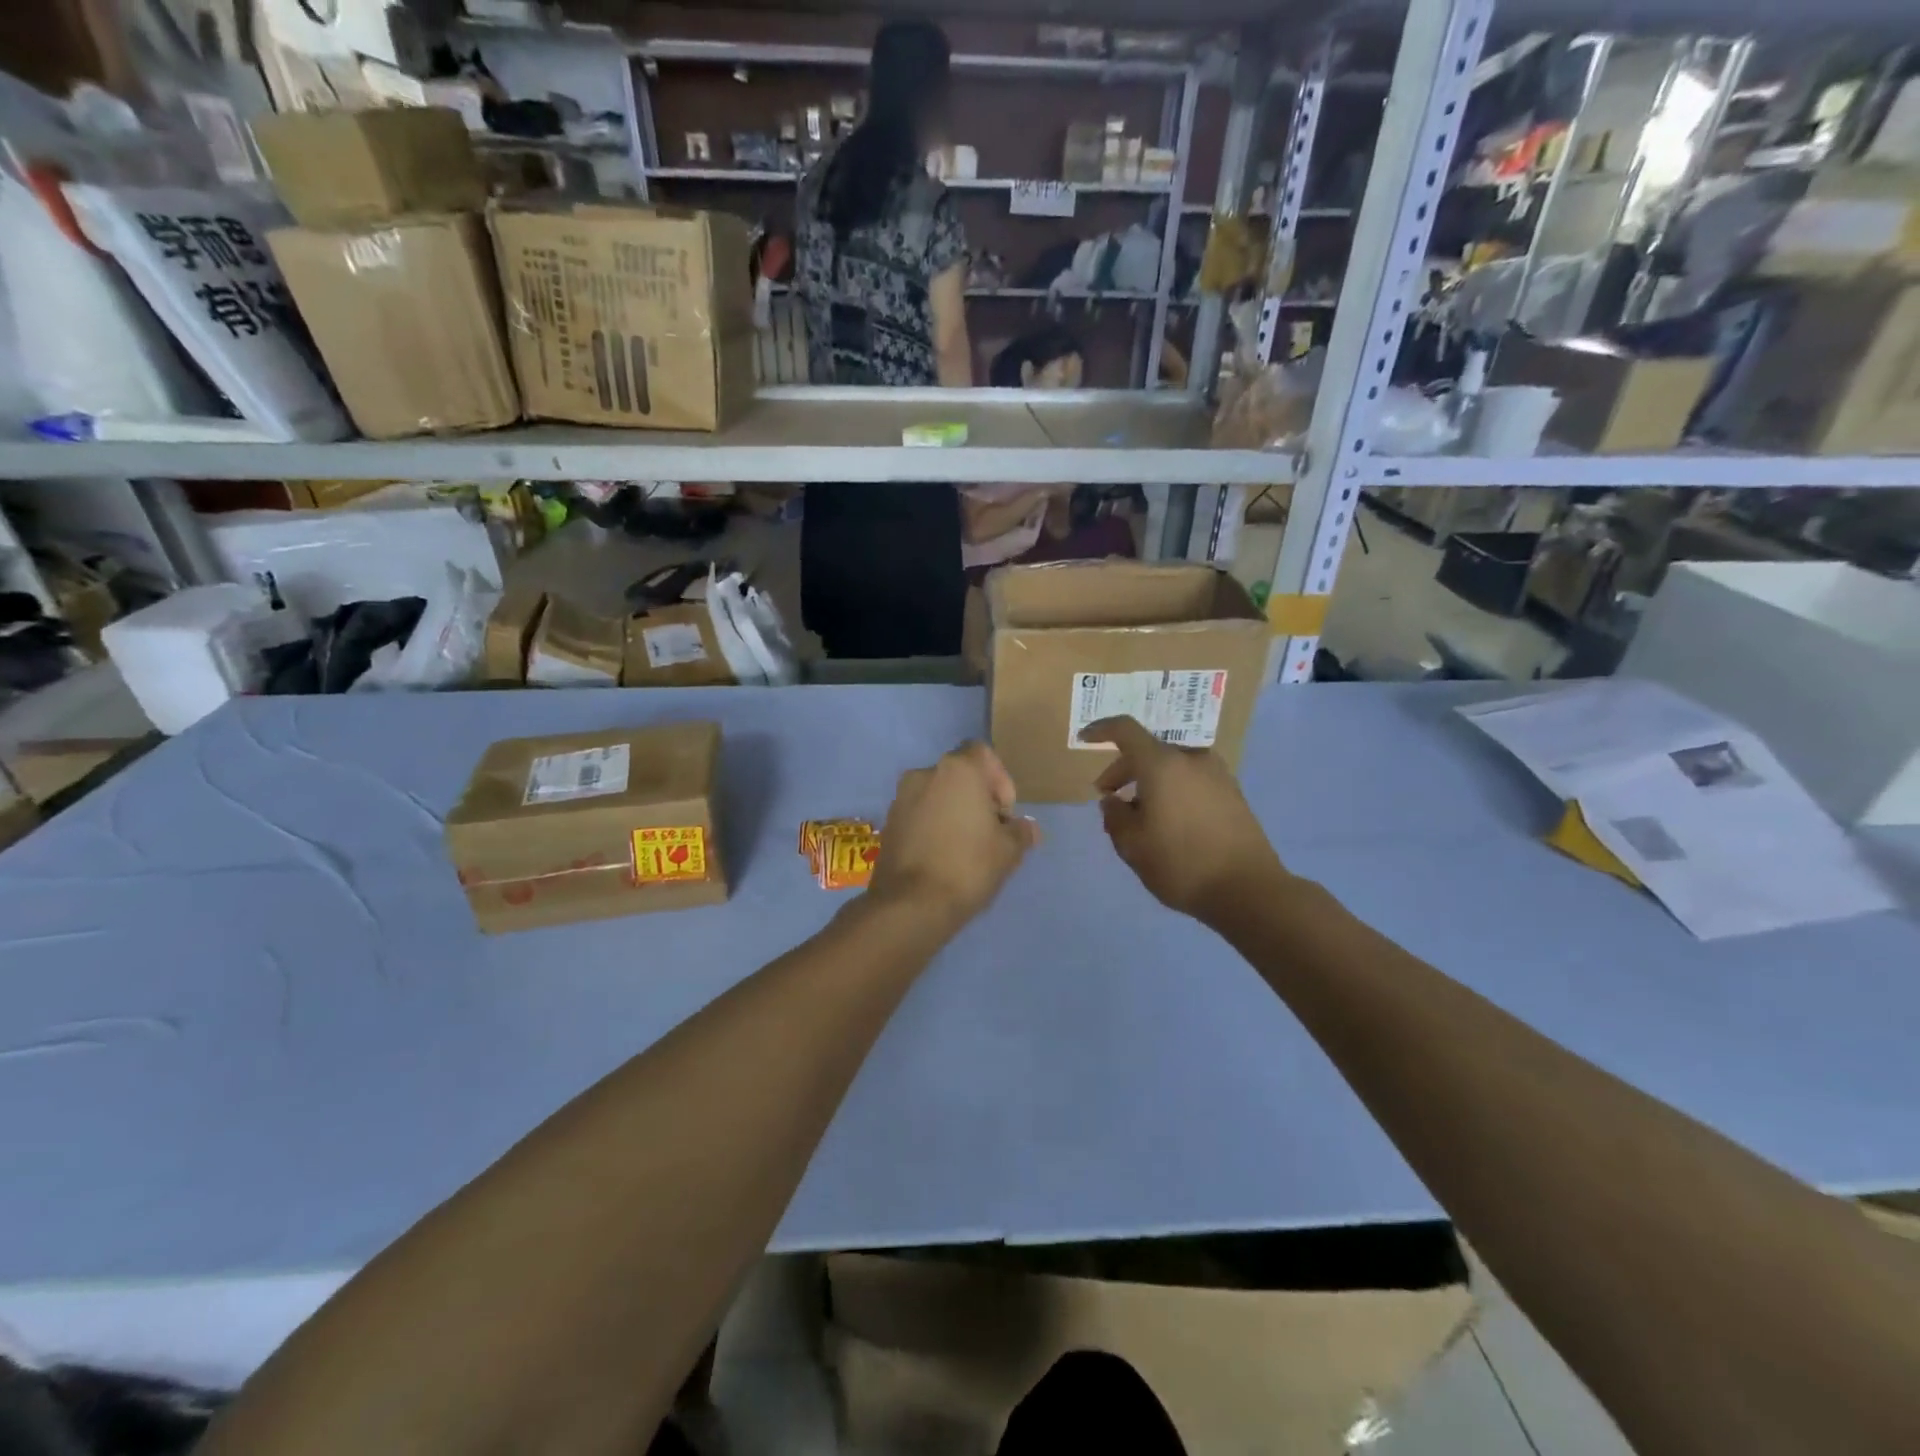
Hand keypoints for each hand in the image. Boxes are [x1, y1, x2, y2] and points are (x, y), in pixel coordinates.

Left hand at [869, 742, 1038, 926]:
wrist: (910, 905)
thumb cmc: (968, 866)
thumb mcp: (1009, 851)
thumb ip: (1021, 832)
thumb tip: (1026, 828)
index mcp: (958, 769)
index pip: (984, 754)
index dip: (1000, 780)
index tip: (1004, 814)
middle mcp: (925, 773)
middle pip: (960, 775)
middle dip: (977, 798)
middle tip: (989, 833)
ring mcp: (901, 797)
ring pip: (937, 795)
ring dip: (953, 812)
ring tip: (965, 848)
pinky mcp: (888, 823)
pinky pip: (919, 814)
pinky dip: (933, 826)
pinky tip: (942, 857)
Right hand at [1081, 716, 1286, 923]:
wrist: (1249, 890)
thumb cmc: (1181, 864)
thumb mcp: (1132, 845)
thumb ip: (1114, 817)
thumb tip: (1112, 801)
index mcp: (1163, 764)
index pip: (1126, 730)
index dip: (1101, 730)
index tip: (1084, 738)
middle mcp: (1192, 759)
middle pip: (1149, 750)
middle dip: (1123, 769)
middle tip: (1108, 797)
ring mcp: (1217, 774)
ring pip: (1171, 765)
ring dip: (1149, 781)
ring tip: (1137, 814)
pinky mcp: (1232, 793)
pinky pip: (1191, 779)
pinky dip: (1171, 788)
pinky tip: (1167, 819)